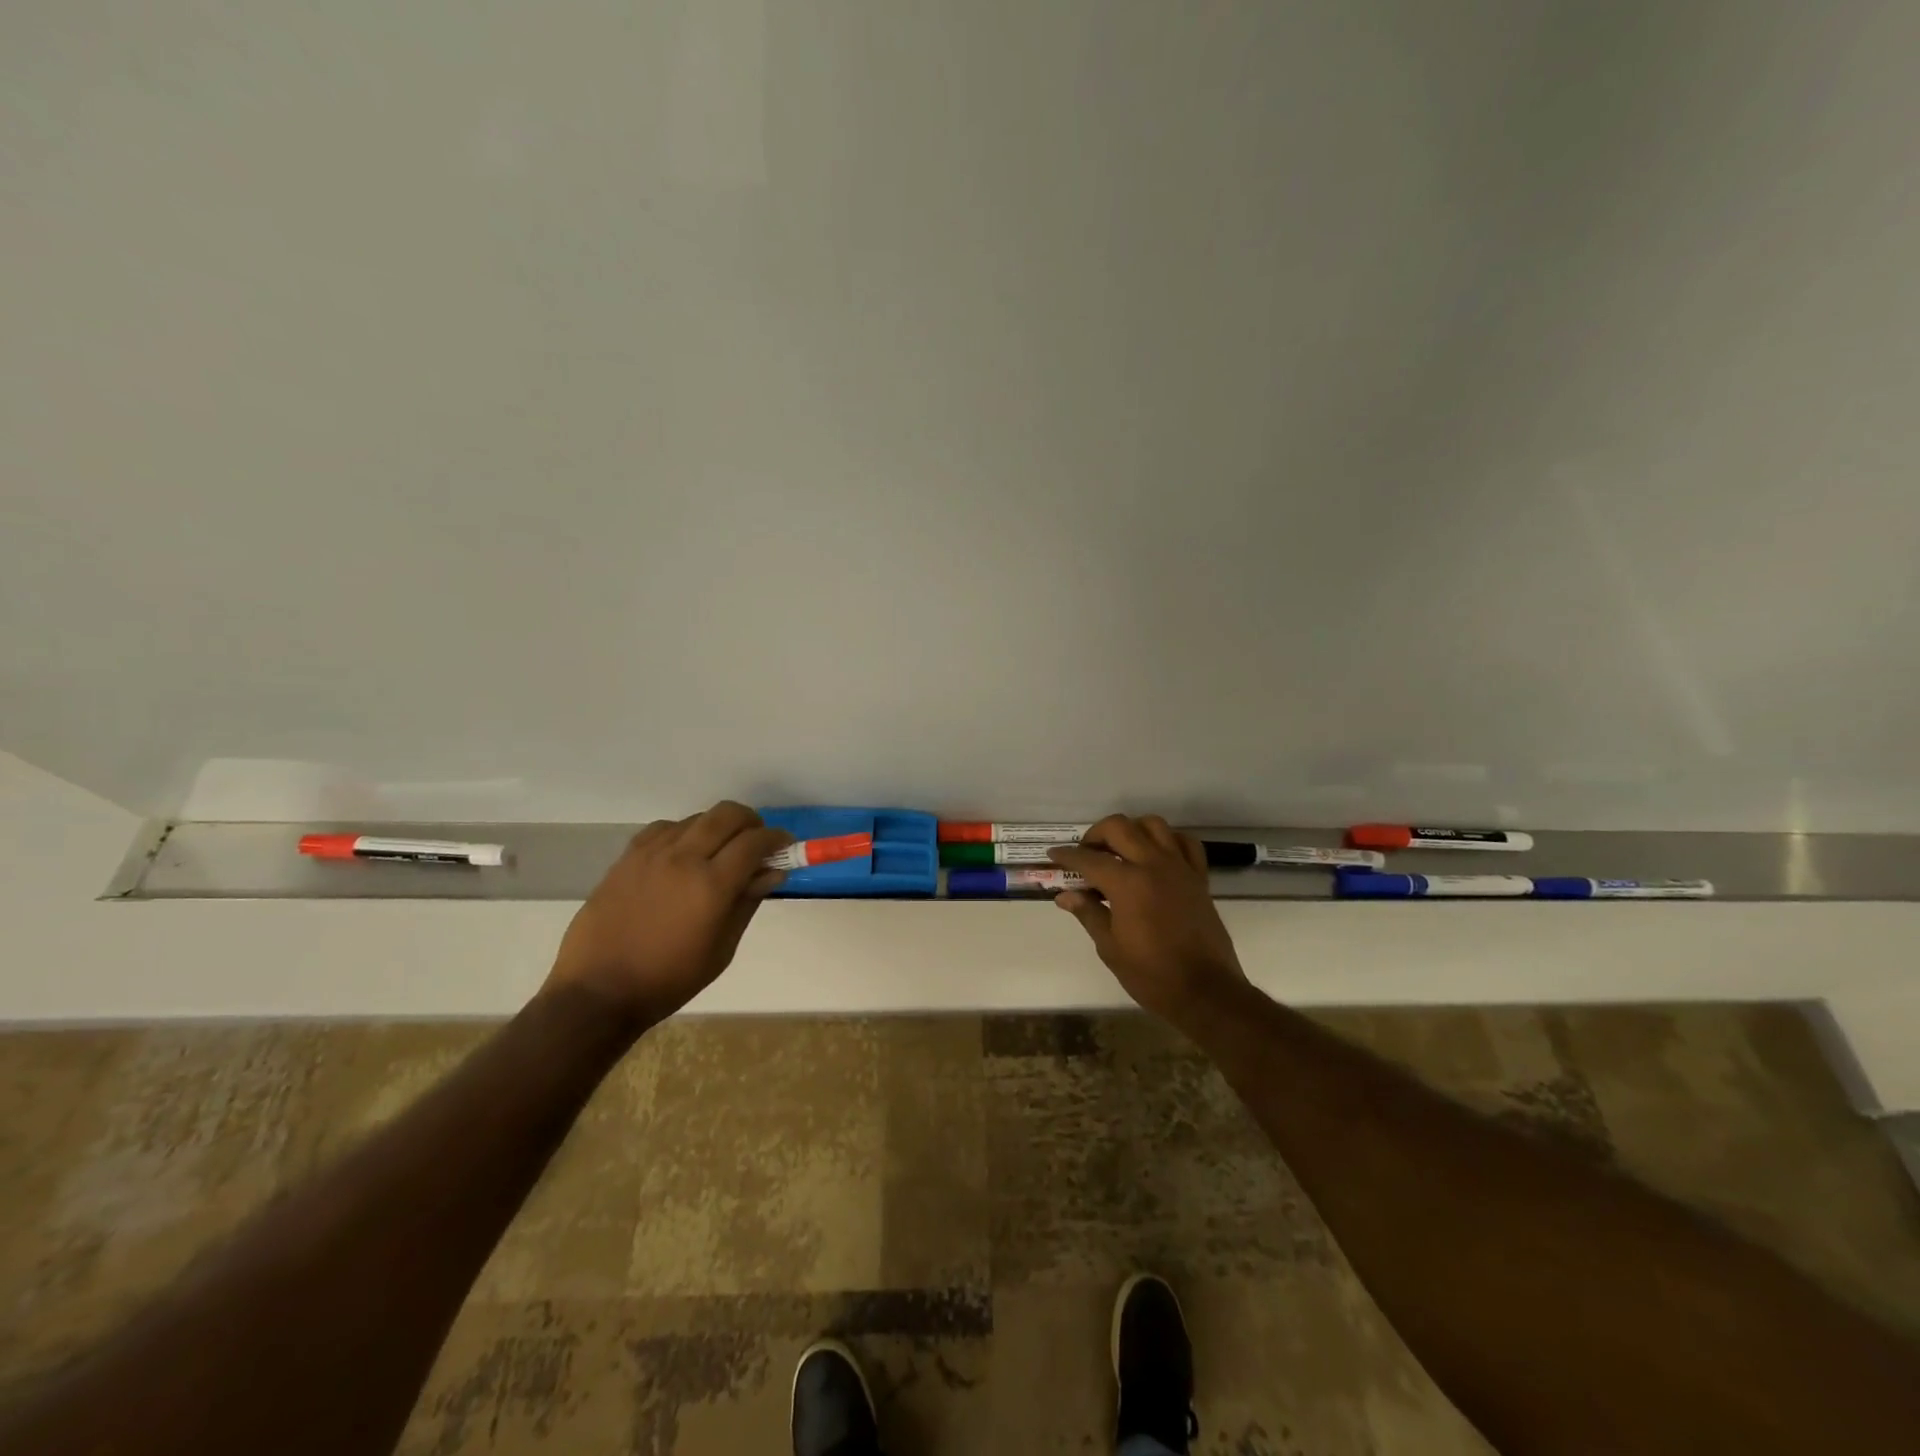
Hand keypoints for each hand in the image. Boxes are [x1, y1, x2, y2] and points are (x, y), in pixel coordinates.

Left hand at [546, 801, 792, 1026]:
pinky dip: (684, 833)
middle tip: (757, 841)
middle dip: (751, 822)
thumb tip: (772, 872)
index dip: (776, 839)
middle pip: (727, 815)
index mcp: (711, 885)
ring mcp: (651, 854)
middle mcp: (683, 858)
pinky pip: (664, 829)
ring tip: (719, 852)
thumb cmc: (669, 979)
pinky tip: (683, 854)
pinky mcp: (627, 858)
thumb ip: (747, 902)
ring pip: (696, 818)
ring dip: (717, 827)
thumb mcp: (721, 949)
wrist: (599, 991)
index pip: (754, 842)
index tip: (785, 846)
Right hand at [1049, 815, 1249, 1030]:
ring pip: (1153, 825)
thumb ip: (1088, 913)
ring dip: (1131, 830)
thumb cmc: (1152, 975)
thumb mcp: (1110, 948)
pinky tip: (1156, 855)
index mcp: (1128, 884)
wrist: (1206, 992)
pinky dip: (1167, 840)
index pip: (1089, 859)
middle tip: (1085, 854)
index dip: (1067, 856)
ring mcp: (1180, 868)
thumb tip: (1065, 896)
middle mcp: (1154, 865)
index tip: (1054, 856)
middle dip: (1096, 834)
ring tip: (1120, 850)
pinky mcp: (1199, 878)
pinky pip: (1185, 843)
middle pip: (1119, 827)